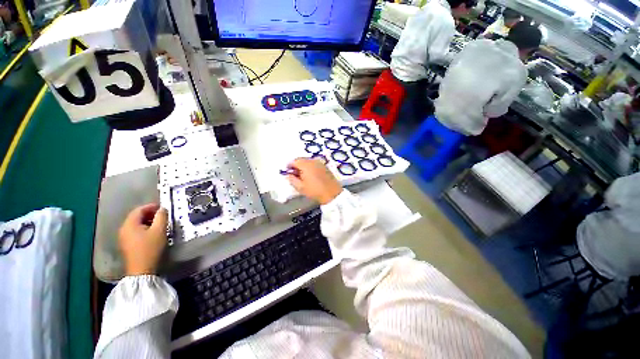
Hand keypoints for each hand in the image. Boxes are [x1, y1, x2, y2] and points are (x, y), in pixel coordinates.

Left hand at [119, 203, 168, 275]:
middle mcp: (123, 229)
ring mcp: (124, 237)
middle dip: (150, 214)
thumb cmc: (150, 248)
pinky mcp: (126, 244)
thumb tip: (162, 209)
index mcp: (129, 224)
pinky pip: (135, 231)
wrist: (142, 269)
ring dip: (148, 221)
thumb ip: (162, 217)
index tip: (163, 207)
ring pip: (136, 224)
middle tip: (163, 215)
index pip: (139, 210)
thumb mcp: (160, 230)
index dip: (151, 206)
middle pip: (136, 216)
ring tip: (160, 224)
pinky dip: (144, 228)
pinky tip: (153, 233)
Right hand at [287, 158, 341, 204]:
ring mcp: (320, 163)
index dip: (289, 165)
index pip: (294, 161)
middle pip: (301, 159)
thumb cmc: (314, 190)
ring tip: (302, 175)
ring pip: (308, 161)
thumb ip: (292, 179)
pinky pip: (314, 163)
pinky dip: (310, 167)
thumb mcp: (300, 187)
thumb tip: (288, 175)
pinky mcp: (325, 166)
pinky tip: (310, 175)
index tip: (287, 171)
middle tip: (294, 174)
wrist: (332, 193)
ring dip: (303, 166)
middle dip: (296, 165)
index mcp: (306, 164)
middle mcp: (313, 161)